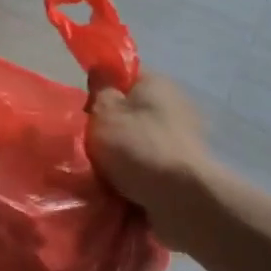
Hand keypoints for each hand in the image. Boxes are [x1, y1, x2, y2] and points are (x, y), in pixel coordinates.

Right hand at [87, 71, 212, 248]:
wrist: (181, 200)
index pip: (123, 77)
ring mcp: (182, 141)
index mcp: (157, 85)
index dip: (101, 91)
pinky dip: (135, 179)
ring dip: (121, 158)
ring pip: (138, 144)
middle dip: (108, 130)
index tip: (86, 112)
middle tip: (88, 145)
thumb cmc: (139, 147)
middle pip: (130, 113)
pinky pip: (149, 170)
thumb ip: (100, 90)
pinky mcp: (184, 172)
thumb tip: (101, 71)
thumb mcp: (106, 112)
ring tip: (99, 174)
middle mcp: (174, 108)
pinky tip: (118, 190)